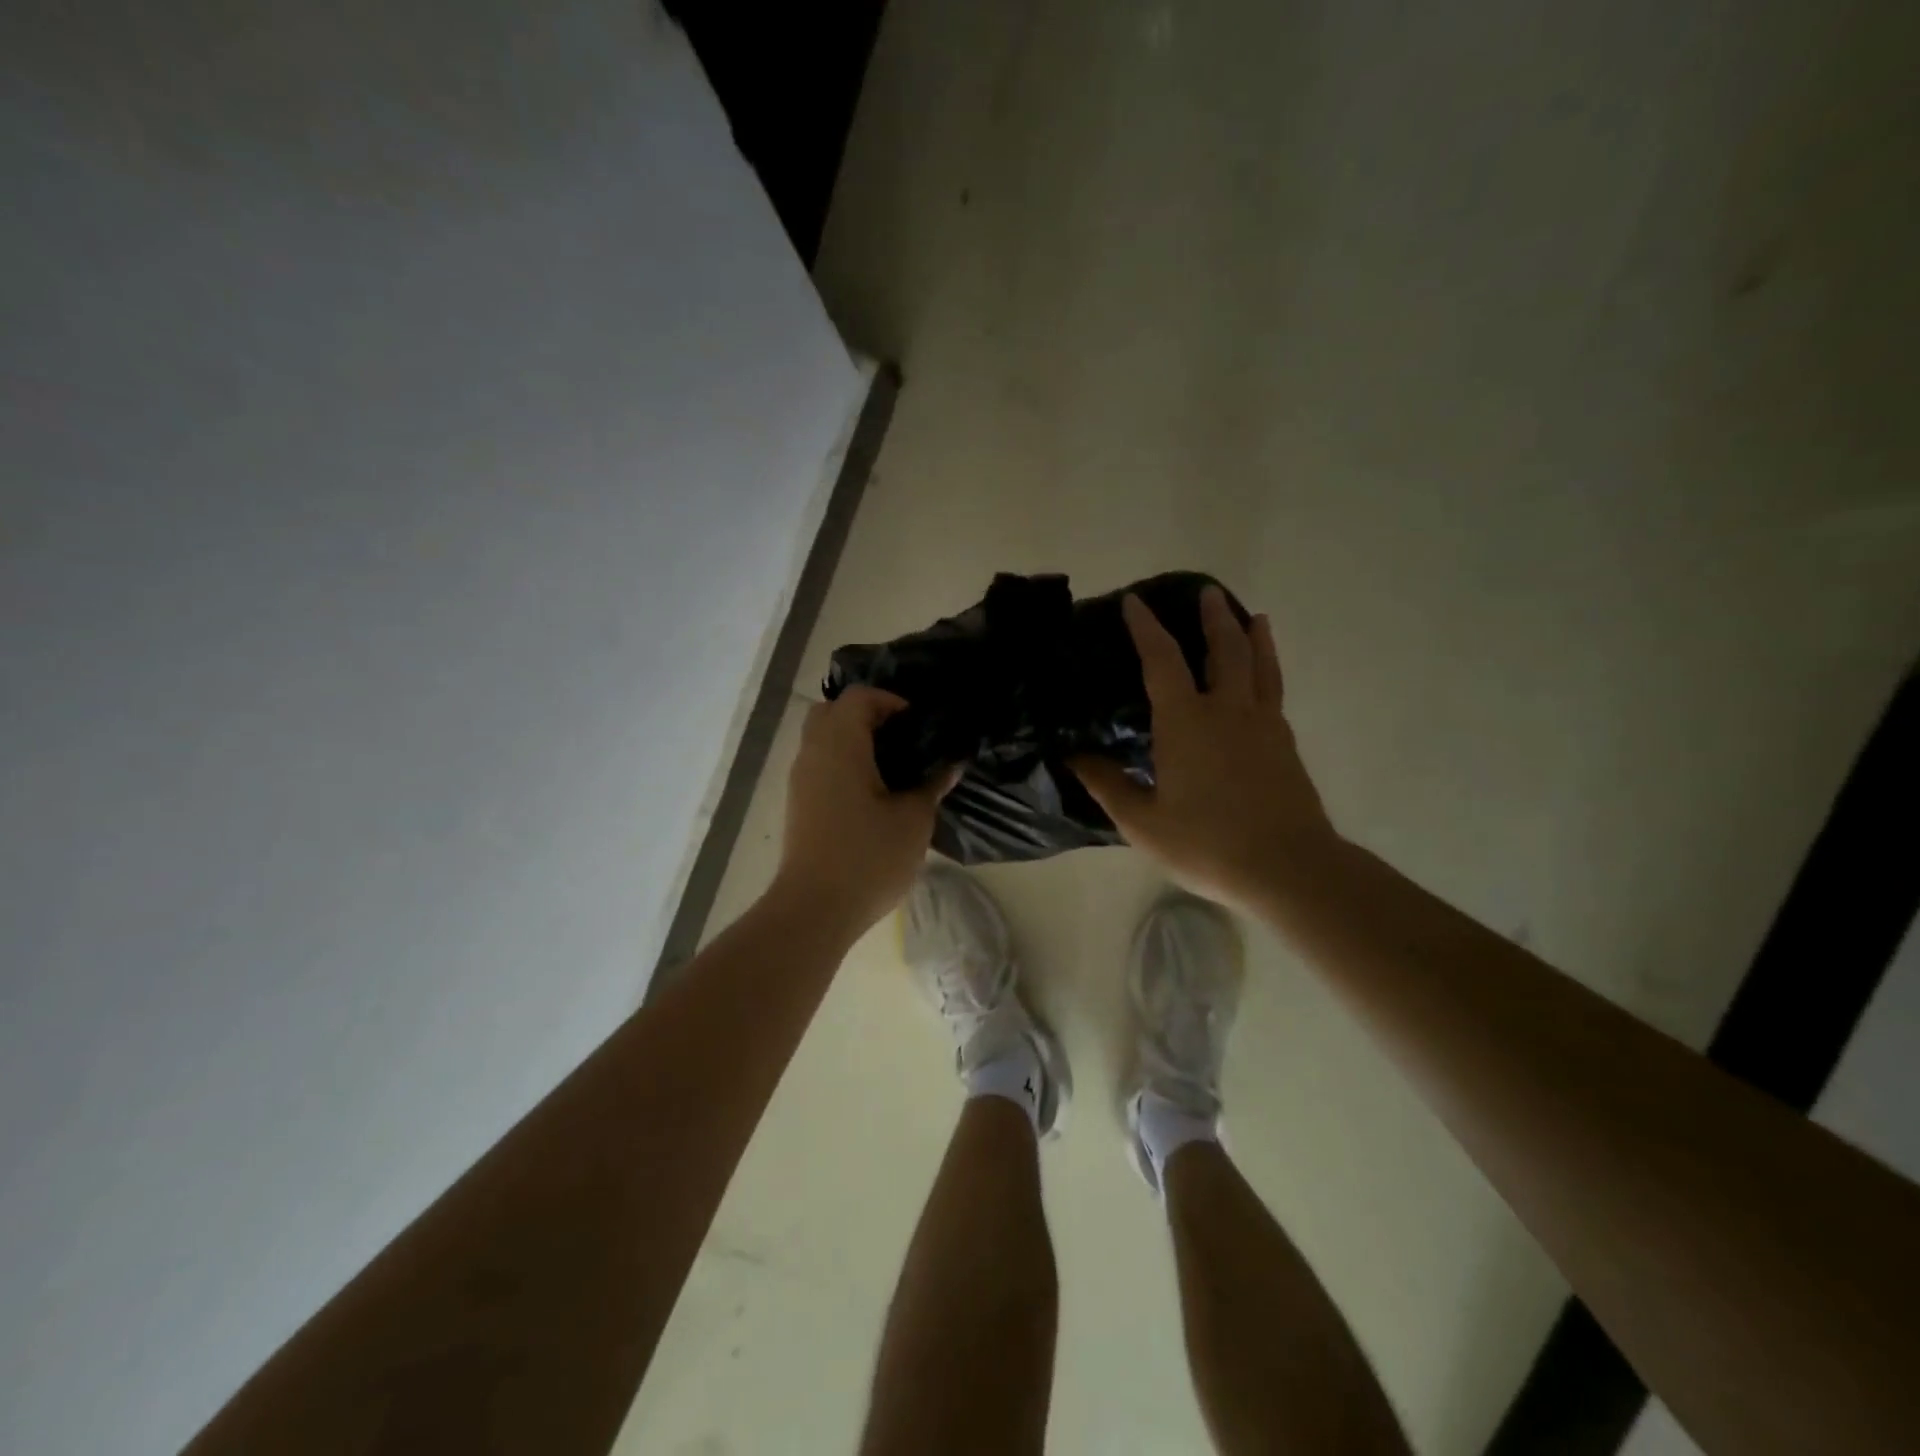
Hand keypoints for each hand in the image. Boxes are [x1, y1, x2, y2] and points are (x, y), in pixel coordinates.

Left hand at [771, 687, 956, 938]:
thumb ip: (932, 785)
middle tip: (901, 740)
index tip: (918, 725)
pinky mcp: (798, 804)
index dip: (890, 701)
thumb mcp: (913, 820)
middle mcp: (813, 753)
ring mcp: (800, 780)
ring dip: (853, 742)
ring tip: (892, 768)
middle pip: (832, 711)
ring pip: (822, 739)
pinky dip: (842, 764)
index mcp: (840, 744)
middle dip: (866, 716)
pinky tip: (872, 794)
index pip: (859, 697)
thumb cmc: (868, 857)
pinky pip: (819, 765)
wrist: (814, 909)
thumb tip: (951, 765)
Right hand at [1071, 587, 1336, 908]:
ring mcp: (1263, 724)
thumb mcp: (1142, 822)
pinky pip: (1274, 690)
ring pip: (1259, 665)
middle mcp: (1227, 710)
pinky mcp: (1285, 743)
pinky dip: (1269, 668)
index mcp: (1186, 722)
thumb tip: (1073, 757)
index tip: (1134, 602)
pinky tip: (1265, 674)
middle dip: (1212, 618)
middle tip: (1206, 593)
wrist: (1288, 867)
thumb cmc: (1207, 843)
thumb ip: (1107, 785)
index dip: (1146, 628)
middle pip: (1223, 649)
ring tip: (1251, 615)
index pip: (1162, 661)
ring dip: (1252, 635)